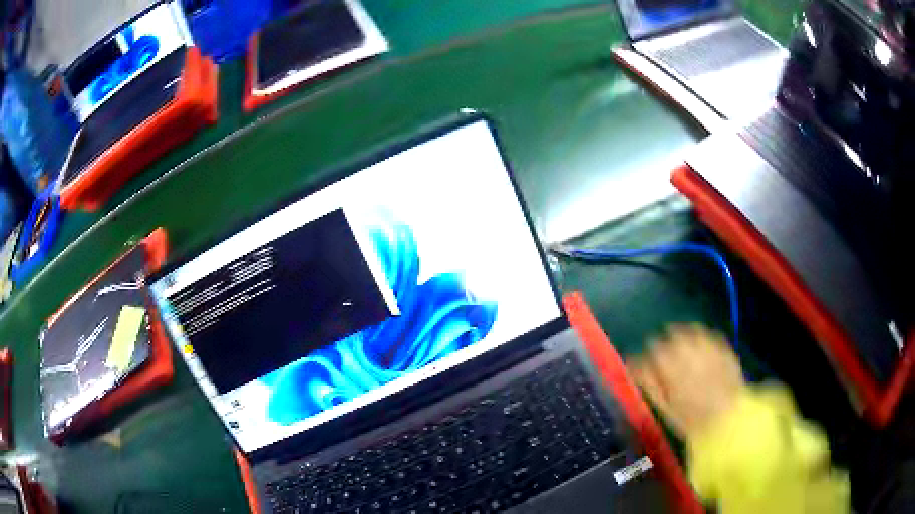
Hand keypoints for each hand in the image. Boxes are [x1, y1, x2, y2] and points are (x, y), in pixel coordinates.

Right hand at [628, 324, 744, 437]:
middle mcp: (686, 346)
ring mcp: (706, 343)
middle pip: (668, 335)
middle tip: (664, 363)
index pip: (649, 352)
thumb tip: (635, 367)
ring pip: (688, 330)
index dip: (644, 361)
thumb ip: (649, 382)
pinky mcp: (722, 345)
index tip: (643, 370)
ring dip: (682, 339)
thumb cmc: (692, 418)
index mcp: (667, 362)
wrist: (728, 417)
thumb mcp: (665, 405)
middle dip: (664, 347)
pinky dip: (700, 340)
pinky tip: (700, 352)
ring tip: (682, 352)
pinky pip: (706, 335)